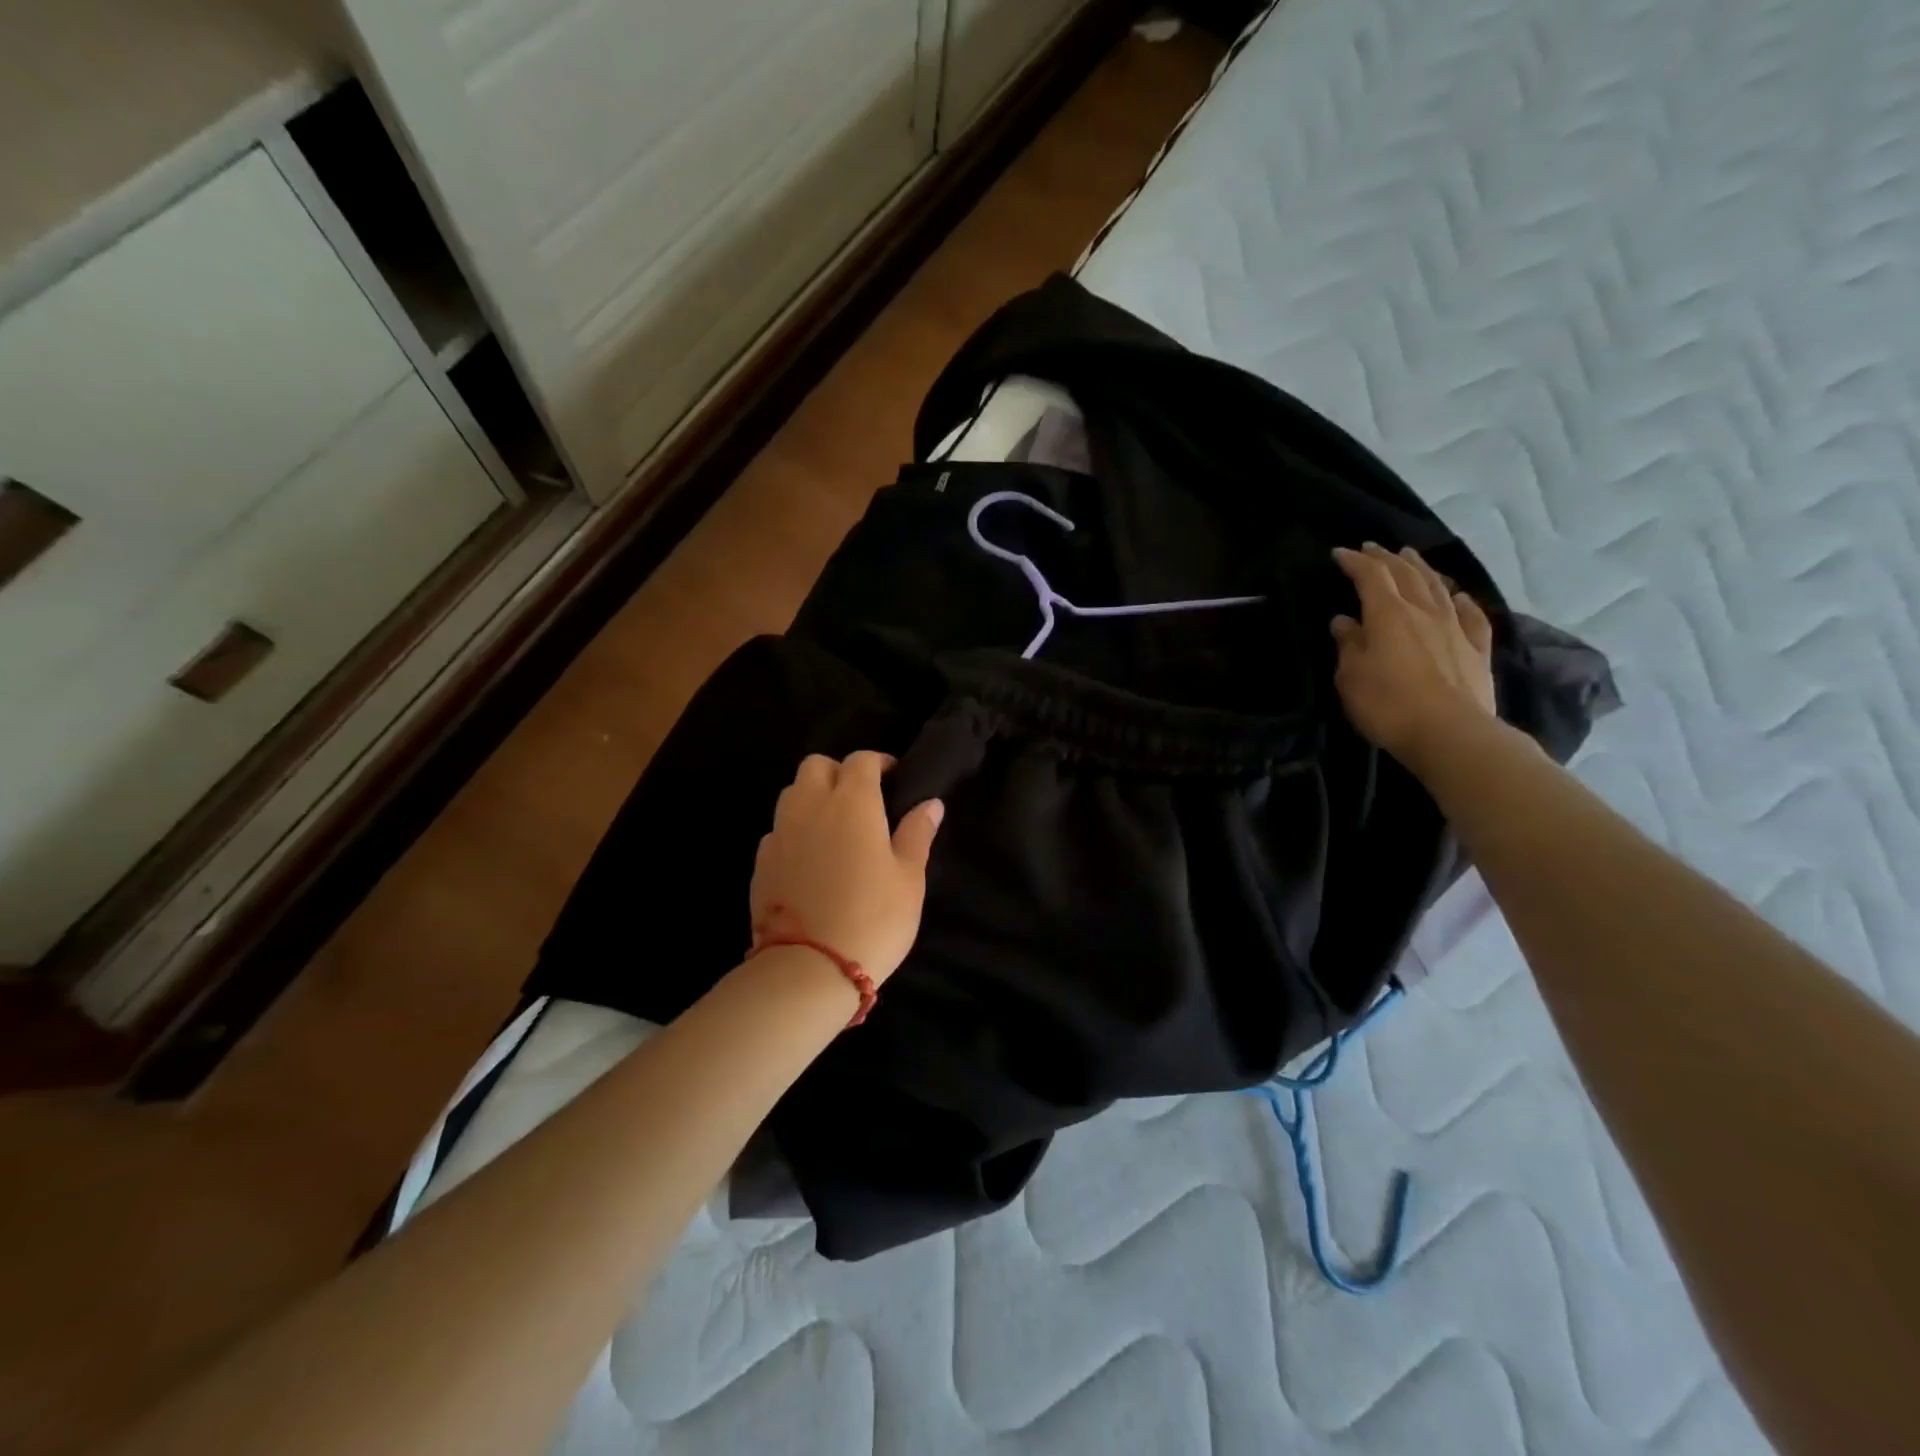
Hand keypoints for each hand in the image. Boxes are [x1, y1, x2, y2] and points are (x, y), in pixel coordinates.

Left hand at [751, 752, 943, 984]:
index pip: (861, 760)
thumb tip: (930, 803)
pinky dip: (795, 831)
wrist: (809, 968)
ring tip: (834, 827)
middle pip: (817, 765)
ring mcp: (780, 832)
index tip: (894, 778)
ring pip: (792, 793)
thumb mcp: (909, 878)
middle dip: (839, 772)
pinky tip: (811, 859)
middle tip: (861, 800)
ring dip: (813, 797)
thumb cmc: (873, 918)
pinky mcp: (761, 861)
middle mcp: (810, 806)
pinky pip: (778, 829)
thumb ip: (917, 833)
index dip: (879, 763)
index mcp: (852, 802)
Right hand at [1330, 543, 1498, 771]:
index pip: (1370, 576)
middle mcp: (1423, 611)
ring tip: (1410, 557)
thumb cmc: (1387, 704)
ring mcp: (1455, 627)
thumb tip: (1344, 621)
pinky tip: (1456, 596)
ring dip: (1421, 569)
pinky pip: (1469, 614)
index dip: (1354, 562)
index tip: (1339, 554)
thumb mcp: (1351, 676)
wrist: (1449, 733)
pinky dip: (1459, 600)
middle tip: (1372, 548)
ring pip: (1437, 587)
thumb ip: (1348, 644)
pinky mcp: (1477, 648)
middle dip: (1386, 558)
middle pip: (1406, 574)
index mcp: (1388, 614)